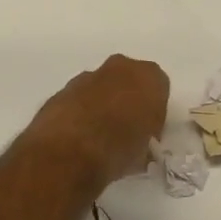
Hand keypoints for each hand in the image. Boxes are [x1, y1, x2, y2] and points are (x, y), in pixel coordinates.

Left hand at [28, 55, 170, 188]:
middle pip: (128, 81)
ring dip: (102, 105)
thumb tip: (138, 141)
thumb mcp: (146, 149)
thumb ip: (145, 136)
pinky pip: (78, 99)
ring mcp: (86, 77)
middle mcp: (119, 67)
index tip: (148, 132)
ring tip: (99, 136)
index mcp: (149, 77)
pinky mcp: (61, 90)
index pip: (159, 88)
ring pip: (100, 87)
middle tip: (126, 130)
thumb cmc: (120, 147)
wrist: (69, 152)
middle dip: (128, 101)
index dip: (154, 112)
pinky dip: (80, 113)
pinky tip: (79, 137)